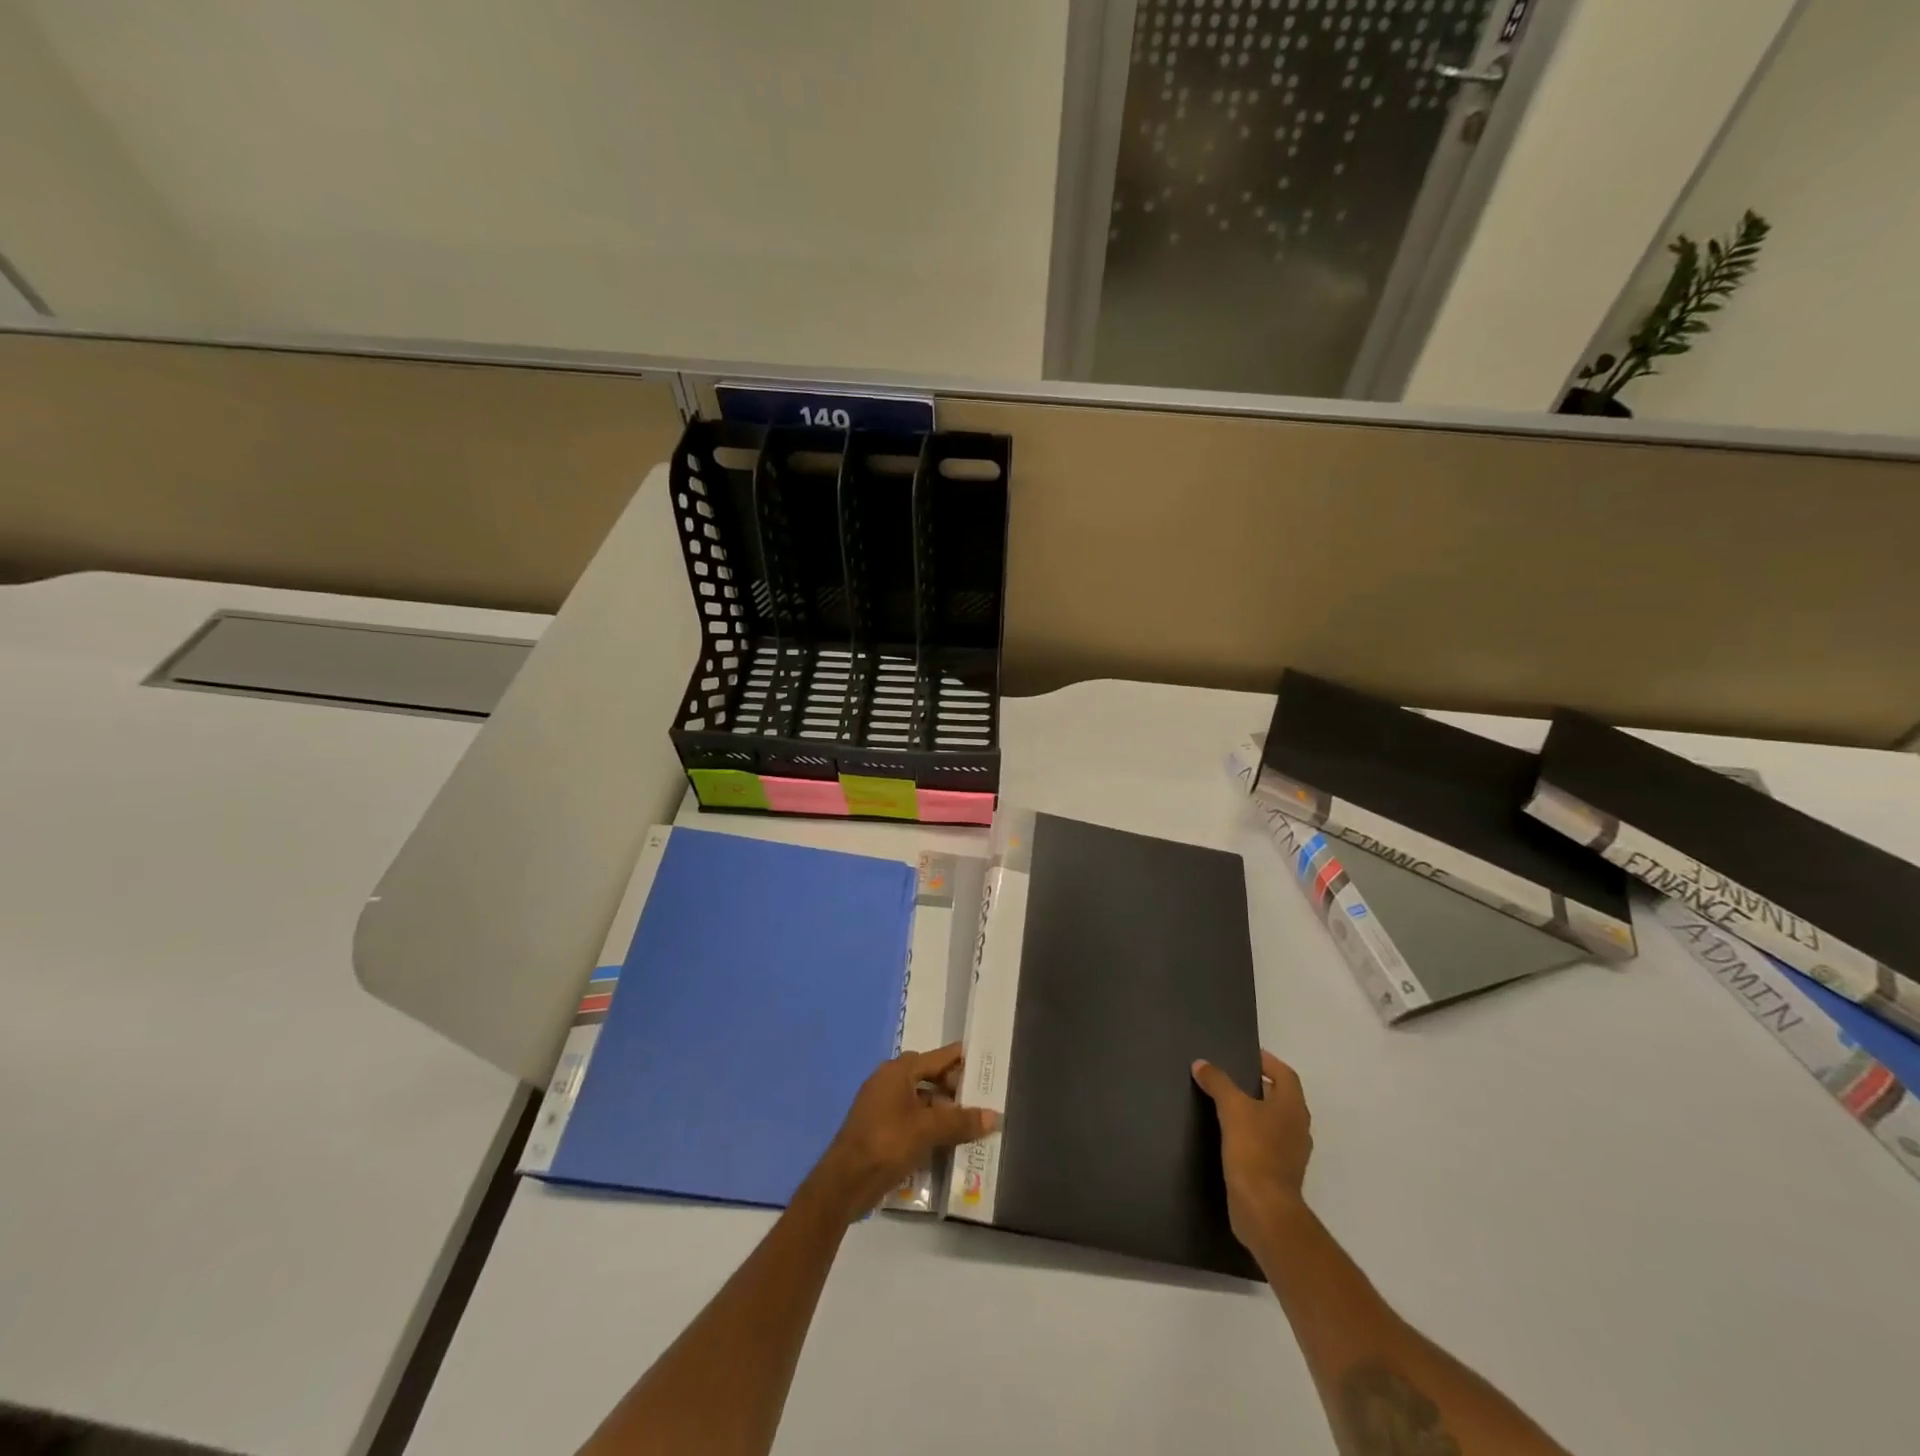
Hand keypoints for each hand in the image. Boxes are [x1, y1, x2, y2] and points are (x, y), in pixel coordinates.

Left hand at [810, 1043, 998, 1219]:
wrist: (844, 1182)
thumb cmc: (887, 1143)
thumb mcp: (928, 1130)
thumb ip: (961, 1121)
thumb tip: (994, 1115)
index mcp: (898, 1071)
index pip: (937, 1057)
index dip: (961, 1059)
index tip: (984, 1061)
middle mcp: (889, 1081)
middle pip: (929, 1078)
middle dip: (954, 1089)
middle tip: (982, 1099)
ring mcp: (882, 1105)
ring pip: (920, 1100)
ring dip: (943, 1110)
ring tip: (970, 1123)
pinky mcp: (880, 1128)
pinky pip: (911, 1118)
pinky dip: (929, 1125)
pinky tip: (947, 1141)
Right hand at [1192, 1049, 1312, 1251]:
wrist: (1264, 1209)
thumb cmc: (1254, 1151)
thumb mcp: (1232, 1108)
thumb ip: (1217, 1082)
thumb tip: (1201, 1063)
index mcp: (1293, 1108)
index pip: (1285, 1075)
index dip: (1268, 1062)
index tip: (1245, 1055)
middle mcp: (1298, 1128)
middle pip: (1280, 1097)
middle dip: (1258, 1086)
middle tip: (1229, 1077)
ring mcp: (1291, 1154)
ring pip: (1273, 1122)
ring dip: (1254, 1111)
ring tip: (1225, 1104)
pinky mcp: (1278, 1174)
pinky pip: (1266, 1144)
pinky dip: (1251, 1134)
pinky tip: (1228, 1136)